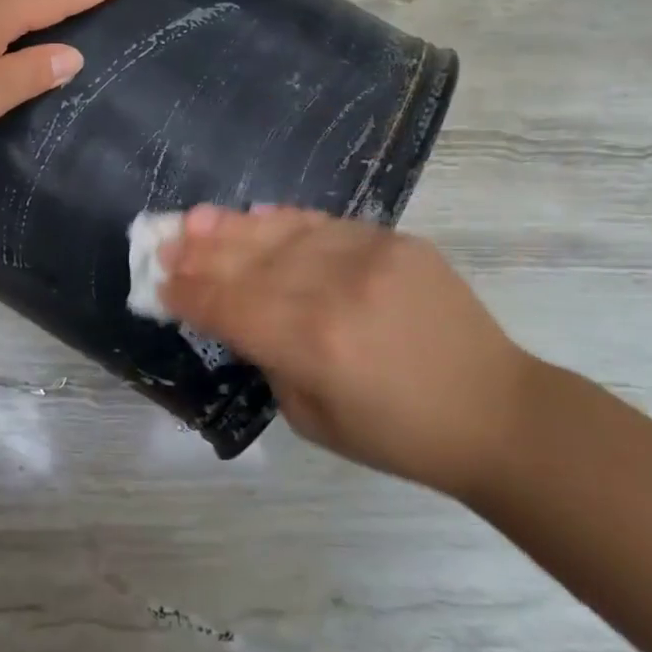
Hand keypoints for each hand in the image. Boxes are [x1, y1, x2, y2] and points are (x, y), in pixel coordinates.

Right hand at [161, 206, 537, 496]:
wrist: (494, 410)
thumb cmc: (399, 436)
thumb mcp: (312, 419)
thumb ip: (269, 361)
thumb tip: (240, 318)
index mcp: (313, 344)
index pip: (230, 306)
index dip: (188, 294)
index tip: (156, 283)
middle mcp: (334, 289)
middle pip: (248, 263)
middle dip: (198, 254)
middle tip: (162, 242)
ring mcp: (368, 256)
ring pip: (282, 234)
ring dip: (232, 228)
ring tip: (195, 220)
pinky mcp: (395, 240)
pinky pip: (324, 224)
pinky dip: (284, 221)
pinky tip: (255, 216)